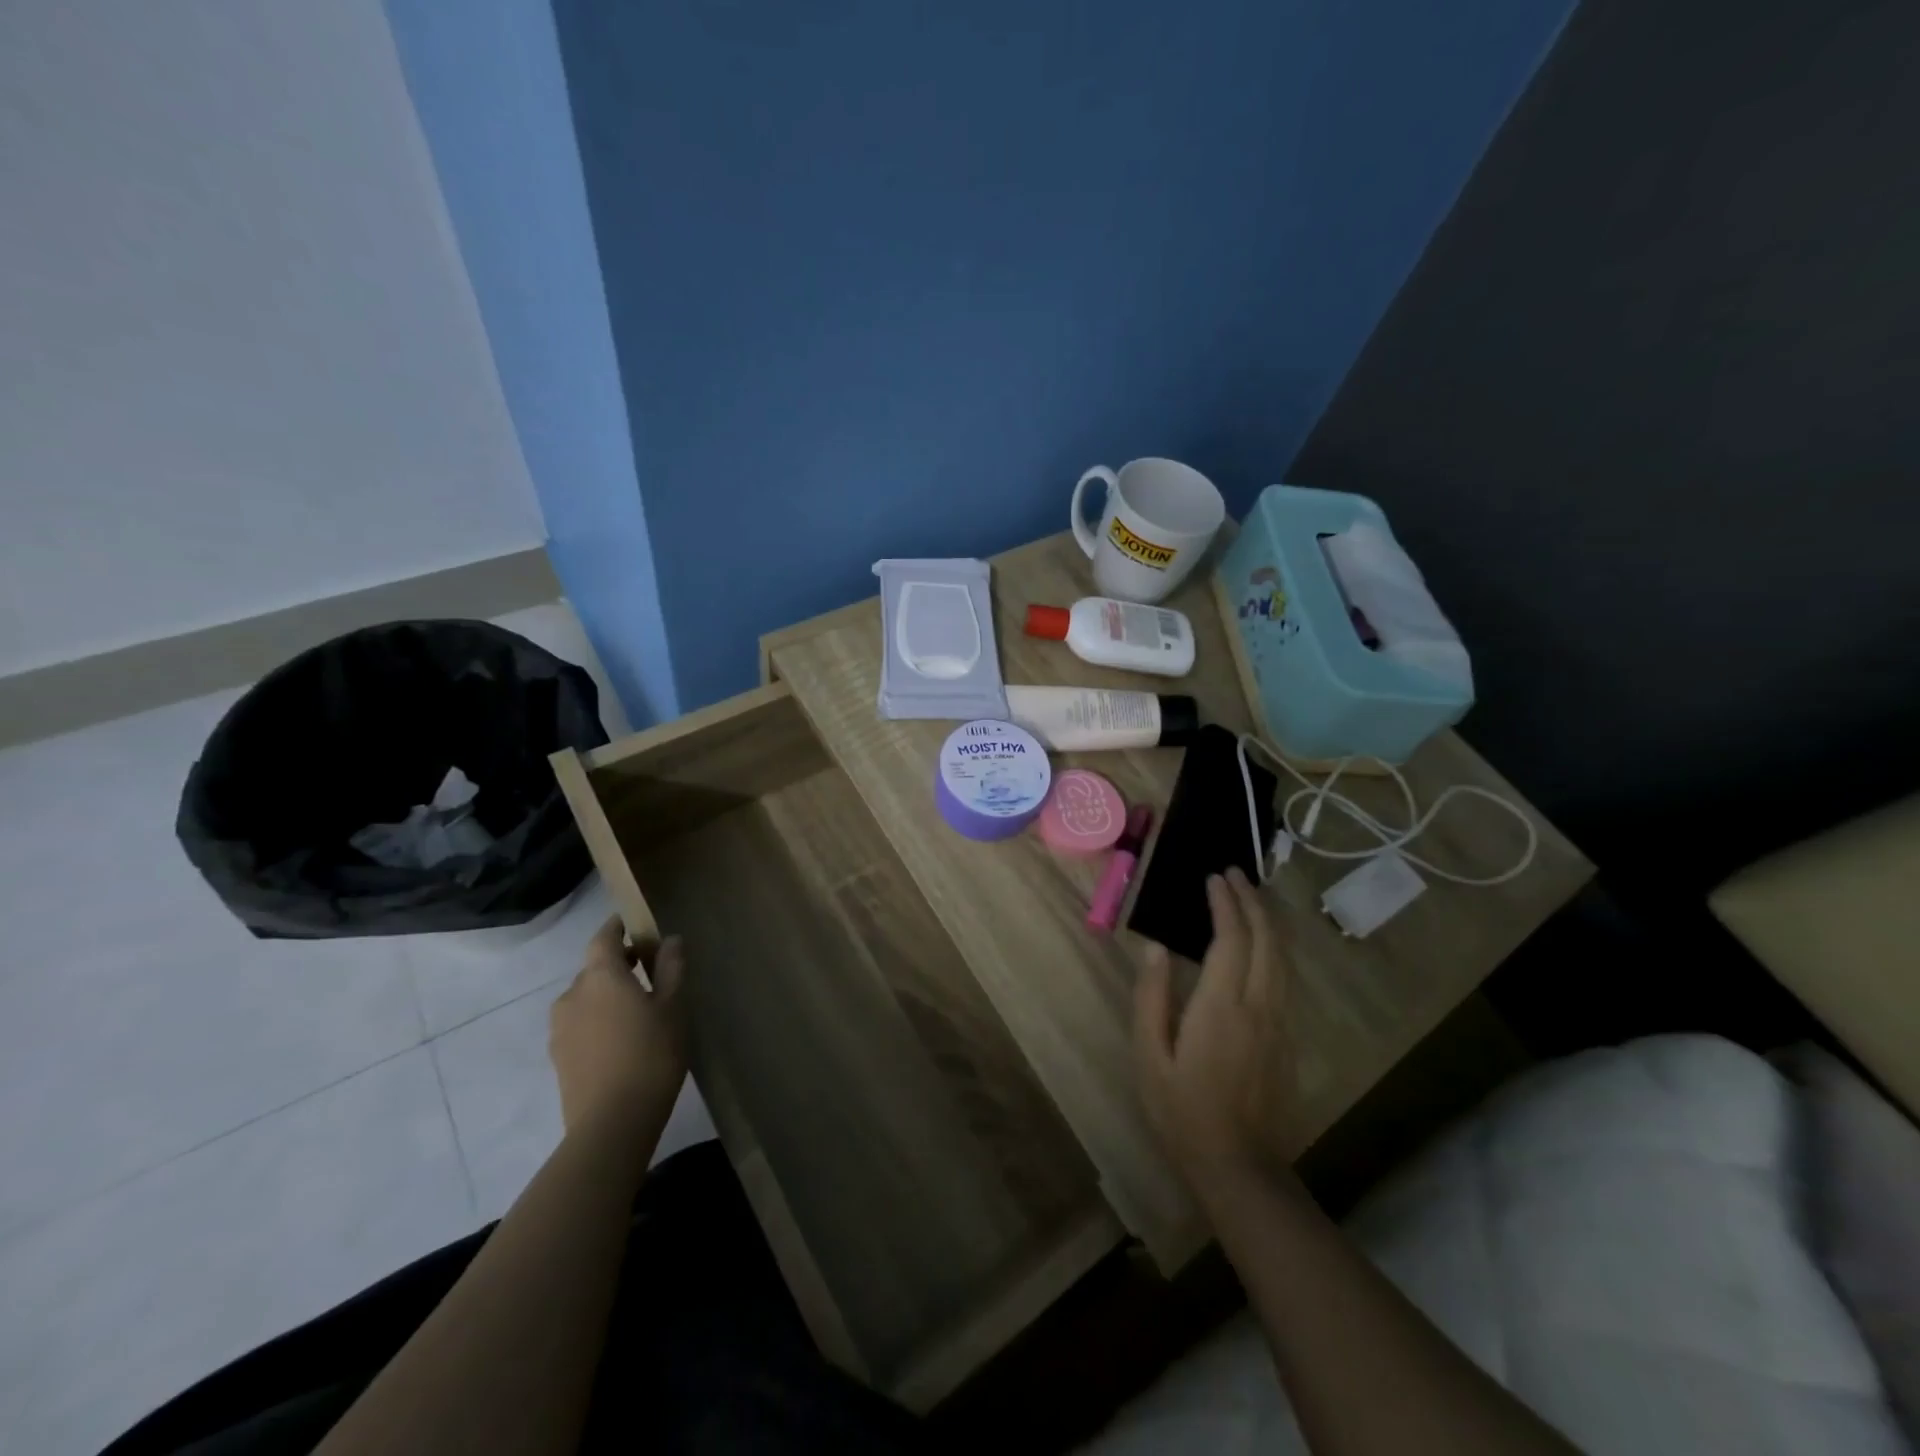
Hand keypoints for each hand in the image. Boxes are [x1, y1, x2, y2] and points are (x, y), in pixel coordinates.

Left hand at [549, 917, 687, 1134]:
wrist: (612, 1122)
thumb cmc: (651, 1053)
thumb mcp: (673, 1006)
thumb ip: (671, 968)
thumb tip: (671, 940)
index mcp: (600, 976)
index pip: (603, 938)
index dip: (616, 928)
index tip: (633, 924)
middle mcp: (572, 995)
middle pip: (594, 969)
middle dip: (617, 965)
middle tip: (648, 970)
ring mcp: (560, 1028)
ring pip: (585, 999)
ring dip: (606, 995)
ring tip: (637, 1009)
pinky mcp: (558, 1057)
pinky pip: (580, 1024)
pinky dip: (598, 1020)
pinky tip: (621, 1038)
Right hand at [1134, 868, 1293, 1197]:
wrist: (1239, 1167)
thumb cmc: (1182, 1111)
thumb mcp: (1150, 1057)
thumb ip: (1151, 998)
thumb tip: (1154, 949)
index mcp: (1222, 1007)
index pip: (1230, 939)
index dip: (1224, 904)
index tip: (1212, 877)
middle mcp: (1259, 1006)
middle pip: (1266, 940)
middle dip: (1251, 901)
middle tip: (1233, 875)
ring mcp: (1279, 1023)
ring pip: (1283, 957)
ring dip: (1268, 921)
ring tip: (1250, 896)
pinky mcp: (1287, 1038)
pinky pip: (1286, 977)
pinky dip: (1275, 947)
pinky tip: (1263, 943)